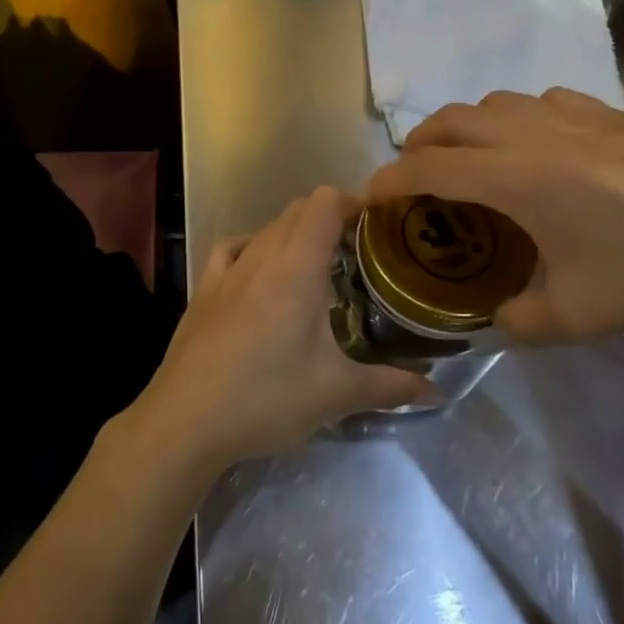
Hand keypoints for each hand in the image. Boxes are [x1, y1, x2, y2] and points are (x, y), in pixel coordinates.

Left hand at [126, 186, 435, 472]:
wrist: (185, 420)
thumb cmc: (266, 398)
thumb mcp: (335, 394)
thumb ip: (391, 387)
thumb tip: (438, 391)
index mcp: (297, 268)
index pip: (325, 203)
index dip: (354, 202)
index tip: (379, 224)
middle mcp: (261, 256)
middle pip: (298, 210)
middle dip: (331, 218)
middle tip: (359, 252)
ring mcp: (227, 270)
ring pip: (267, 228)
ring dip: (295, 234)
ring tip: (317, 267)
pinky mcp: (203, 288)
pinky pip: (233, 248)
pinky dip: (254, 247)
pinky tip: (261, 272)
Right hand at [363, 88, 623, 341]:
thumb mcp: (581, 315)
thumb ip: (521, 323)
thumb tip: (498, 322)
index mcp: (512, 177)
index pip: (428, 168)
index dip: (389, 181)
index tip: (369, 198)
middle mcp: (530, 134)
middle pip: (452, 121)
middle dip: (419, 145)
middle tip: (412, 178)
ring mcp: (572, 116)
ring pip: (494, 104)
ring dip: (466, 127)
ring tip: (470, 160)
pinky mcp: (608, 113)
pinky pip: (539, 102)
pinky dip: (515, 119)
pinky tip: (539, 146)